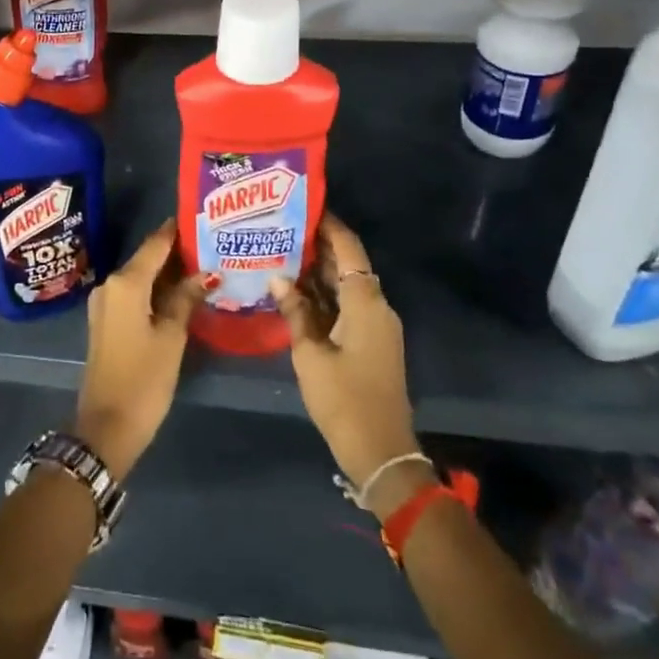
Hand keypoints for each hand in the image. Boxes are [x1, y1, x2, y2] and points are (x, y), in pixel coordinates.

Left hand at [73, 220, 208, 480]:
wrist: (105, 426)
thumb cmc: (143, 379)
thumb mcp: (171, 337)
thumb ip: (186, 299)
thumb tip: (205, 273)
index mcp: (126, 283)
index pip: (155, 244)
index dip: (177, 230)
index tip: (201, 216)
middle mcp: (111, 285)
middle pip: (147, 258)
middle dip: (177, 252)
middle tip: (212, 243)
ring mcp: (105, 304)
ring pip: (141, 277)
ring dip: (168, 272)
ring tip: (204, 265)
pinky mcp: (107, 322)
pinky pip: (134, 294)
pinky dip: (156, 290)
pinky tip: (181, 293)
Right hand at [271, 214, 423, 504]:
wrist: (381, 452)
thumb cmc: (344, 399)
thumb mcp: (310, 354)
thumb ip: (295, 311)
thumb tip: (277, 278)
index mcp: (365, 302)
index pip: (347, 248)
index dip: (327, 225)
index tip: (300, 205)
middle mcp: (376, 306)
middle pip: (347, 264)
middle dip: (316, 245)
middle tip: (279, 229)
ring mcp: (376, 325)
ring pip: (346, 285)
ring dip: (318, 271)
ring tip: (280, 253)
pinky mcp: (371, 342)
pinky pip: (347, 305)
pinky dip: (323, 294)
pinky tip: (294, 292)